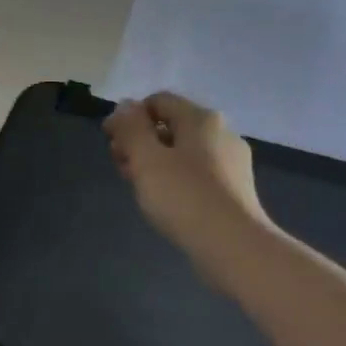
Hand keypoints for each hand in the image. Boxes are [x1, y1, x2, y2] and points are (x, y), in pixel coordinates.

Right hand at [103, 91, 271, 270]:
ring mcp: (232, 162)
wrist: (233, 245)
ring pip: (184, 151)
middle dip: (141, 141)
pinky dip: (176, 179)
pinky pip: (198, 173)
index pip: (158, 101)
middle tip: (121, 166)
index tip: (110, 142)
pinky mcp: (235, 189)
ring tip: (139, 187)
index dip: (129, 117)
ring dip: (156, 162)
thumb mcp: (146, 159)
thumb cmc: (184, 197)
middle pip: (171, 126)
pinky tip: (166, 201)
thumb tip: (124, 105)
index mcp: (201, 119)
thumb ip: (131, 129)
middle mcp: (221, 133)